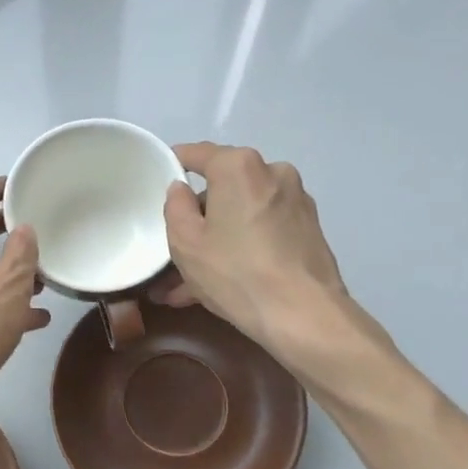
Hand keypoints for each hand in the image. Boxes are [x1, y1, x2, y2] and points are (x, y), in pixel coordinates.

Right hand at [158, 142, 346, 346]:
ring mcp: (296, 201)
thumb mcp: (185, 242)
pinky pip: (263, 231)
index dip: (173, 164)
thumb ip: (175, 206)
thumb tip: (181, 190)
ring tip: (191, 283)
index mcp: (239, 167)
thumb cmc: (235, 272)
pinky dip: (243, 249)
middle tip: (174, 250)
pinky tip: (224, 284)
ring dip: (218, 240)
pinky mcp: (309, 229)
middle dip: (198, 218)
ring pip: (242, 215)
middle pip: (223, 188)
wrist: (303, 315)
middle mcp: (272, 172)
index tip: (158, 180)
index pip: (197, 154)